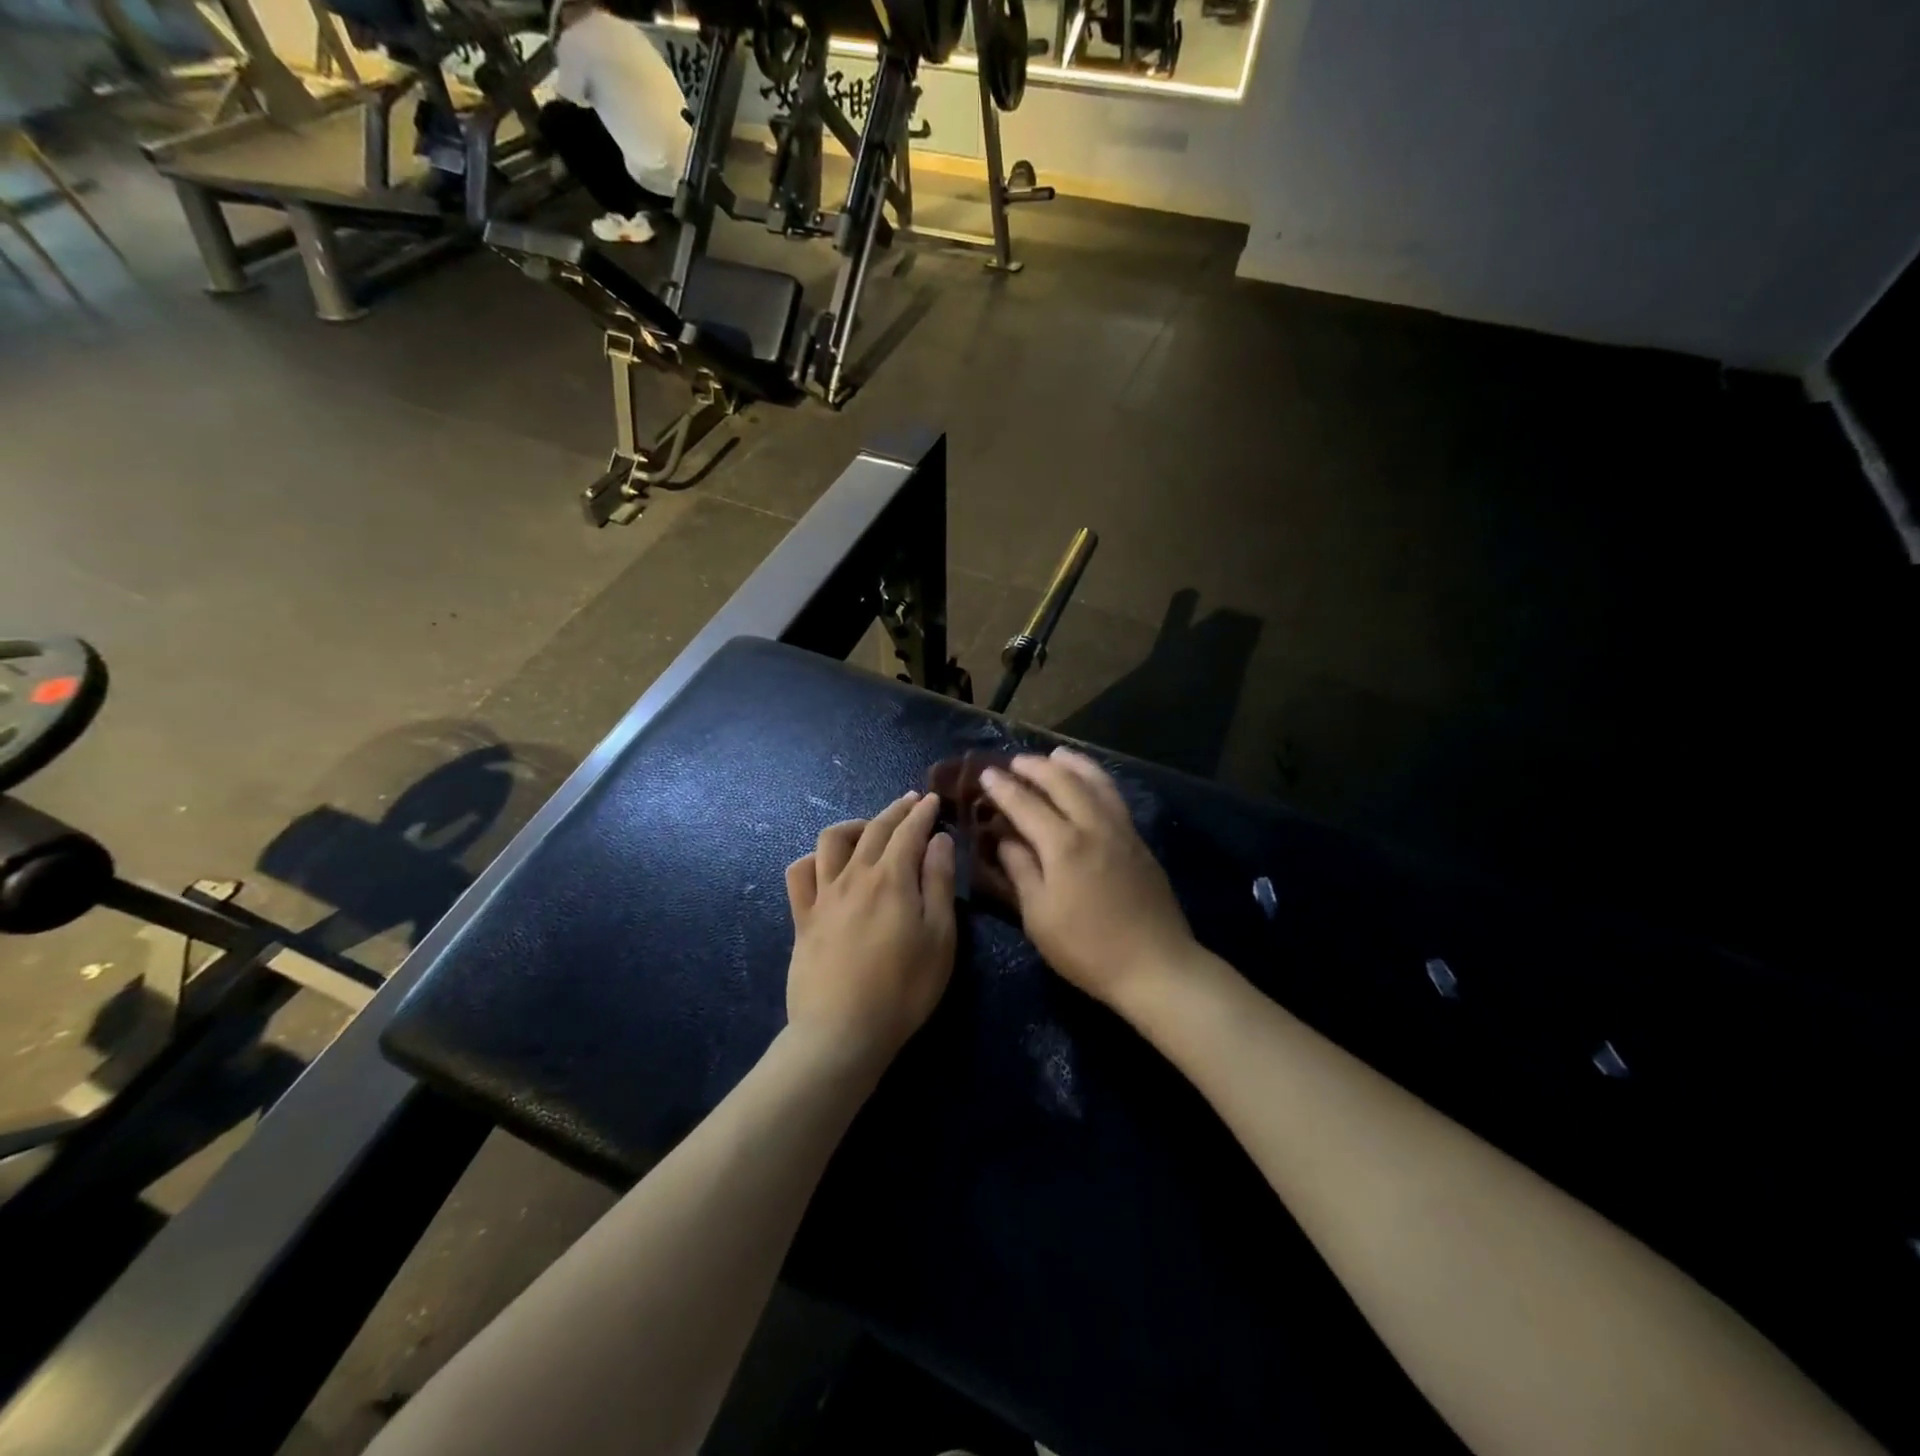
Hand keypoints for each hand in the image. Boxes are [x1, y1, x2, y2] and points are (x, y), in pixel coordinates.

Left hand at [784, 791, 956, 1070]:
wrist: (842, 1032)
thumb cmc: (904, 989)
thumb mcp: (940, 938)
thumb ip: (939, 883)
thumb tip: (938, 840)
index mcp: (892, 878)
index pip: (909, 831)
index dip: (923, 812)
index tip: (932, 799)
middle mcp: (854, 875)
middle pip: (874, 829)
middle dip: (895, 810)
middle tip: (910, 802)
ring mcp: (823, 895)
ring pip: (831, 840)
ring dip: (854, 825)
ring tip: (869, 829)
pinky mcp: (802, 918)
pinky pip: (799, 873)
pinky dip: (813, 858)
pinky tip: (825, 864)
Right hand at [981, 749, 1194, 1009]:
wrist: (1155, 965)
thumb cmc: (1087, 949)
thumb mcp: (1039, 917)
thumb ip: (1021, 871)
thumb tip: (1005, 840)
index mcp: (1063, 845)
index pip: (1026, 804)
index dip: (1003, 788)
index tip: (986, 774)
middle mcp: (1093, 826)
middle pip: (1063, 782)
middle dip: (1036, 767)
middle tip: (1015, 761)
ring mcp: (1121, 830)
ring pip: (1095, 782)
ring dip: (1072, 764)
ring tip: (1055, 756)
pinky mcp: (1138, 841)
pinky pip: (1114, 796)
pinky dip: (1096, 780)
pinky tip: (1090, 783)